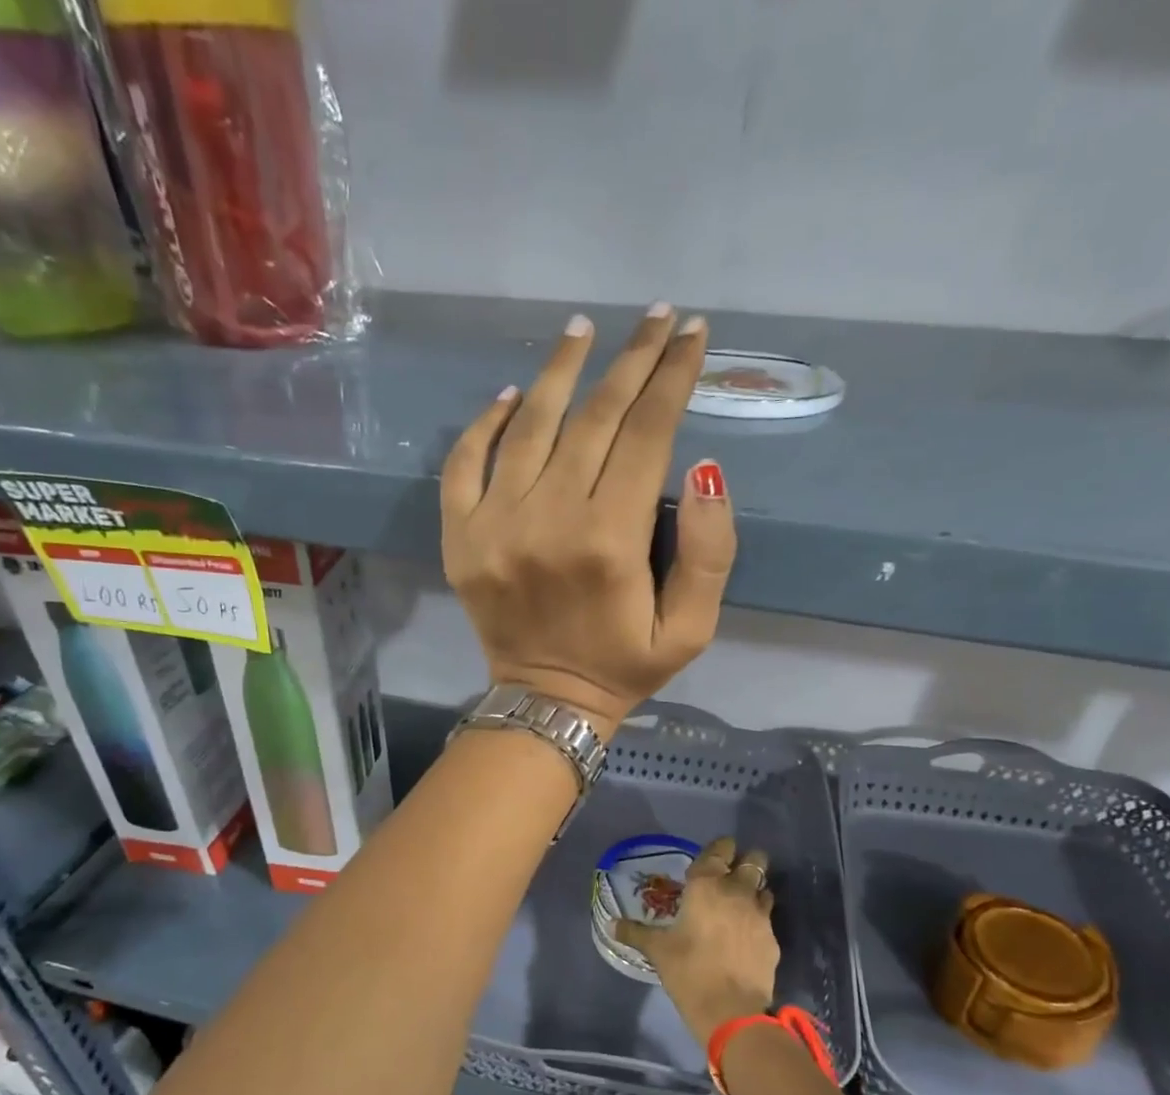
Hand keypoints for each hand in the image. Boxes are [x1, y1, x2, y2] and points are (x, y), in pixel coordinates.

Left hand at [441, 306, 736, 734]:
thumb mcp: (691, 630)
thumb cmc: (624, 667)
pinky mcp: (460, 538)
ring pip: (529, 425)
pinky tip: (511, 395)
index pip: (647, 434)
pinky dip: (484, 423)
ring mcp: (495, 526)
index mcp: (610, 541)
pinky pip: (463, 463)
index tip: (690, 334)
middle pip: (594, 417)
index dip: (672, 376)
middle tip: (654, 316)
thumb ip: (709, 554)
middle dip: (630, 360)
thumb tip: (705, 467)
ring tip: (583, 330)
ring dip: (560, 370)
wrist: (545, 702)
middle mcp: (549, 520)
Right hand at [616, 837, 777, 1046]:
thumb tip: (612, 924)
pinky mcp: (773, 938)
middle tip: (732, 872)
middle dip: (746, 860)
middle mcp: (737, 891)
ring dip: (755, 889)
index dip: (720, 847)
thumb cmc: (688, 971)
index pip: (720, 850)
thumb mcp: (657, 950)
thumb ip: (635, 932)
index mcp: (706, 885)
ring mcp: (760, 914)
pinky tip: (747, 934)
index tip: (716, 852)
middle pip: (754, 860)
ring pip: (764, 887)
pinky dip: (759, 919)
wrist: (731, 1010)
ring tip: (740, 902)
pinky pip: (767, 918)